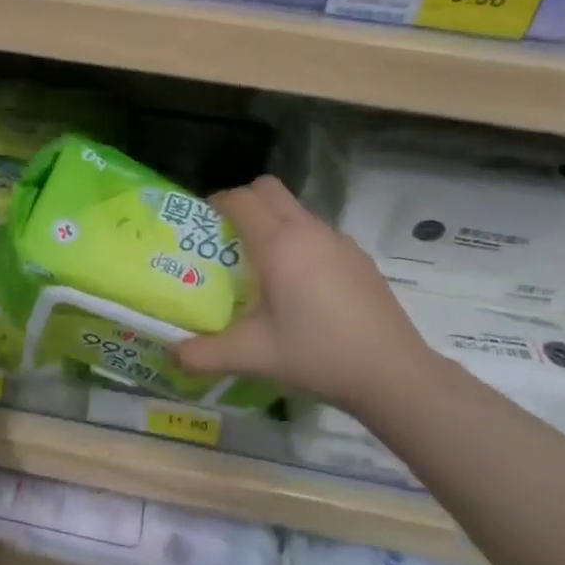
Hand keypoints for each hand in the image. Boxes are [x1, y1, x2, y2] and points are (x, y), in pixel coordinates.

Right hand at [173, 176, 436, 414]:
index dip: (216, 203)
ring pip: (296, 211)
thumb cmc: (317, 354)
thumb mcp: (252, 356)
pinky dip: (300, 243)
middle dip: (244, 202)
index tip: (202, 225)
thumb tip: (171, 356)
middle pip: (269, 190)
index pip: (240, 199)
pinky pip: (318, 234)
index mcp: (279, 244)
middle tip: (228, 238)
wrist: (393, 374)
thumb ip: (203, 354)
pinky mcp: (359, 258)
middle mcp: (309, 231)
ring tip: (261, 267)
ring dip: (273, 223)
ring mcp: (340, 242)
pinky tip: (301, 288)